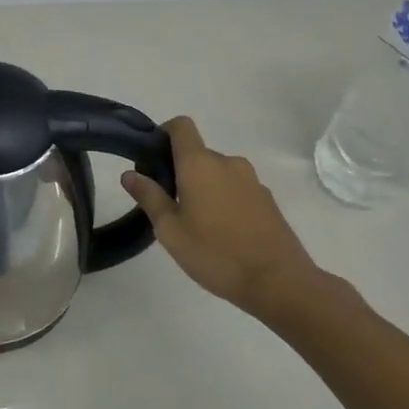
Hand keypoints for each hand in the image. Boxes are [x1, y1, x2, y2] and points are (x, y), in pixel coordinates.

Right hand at [122, 117, 323, 315]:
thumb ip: (149, 197)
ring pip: (217, 173)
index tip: (152, 160)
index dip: (164, 134)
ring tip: (195, 223)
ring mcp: (252, 180)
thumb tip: (130, 174)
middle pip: (197, 153)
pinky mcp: (267, 199)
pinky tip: (222, 233)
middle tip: (168, 205)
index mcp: (200, 164)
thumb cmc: (215, 253)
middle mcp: (228, 163)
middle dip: (180, 171)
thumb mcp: (170, 230)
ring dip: (203, 187)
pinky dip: (224, 199)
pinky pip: (236, 188)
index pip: (181, 126)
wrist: (278, 281)